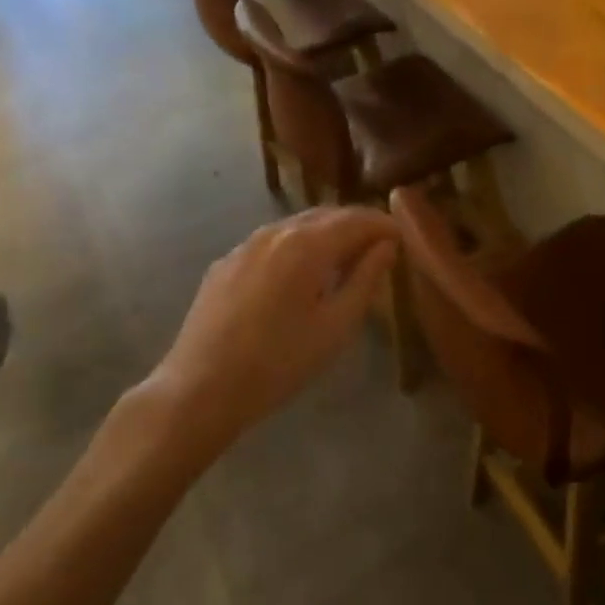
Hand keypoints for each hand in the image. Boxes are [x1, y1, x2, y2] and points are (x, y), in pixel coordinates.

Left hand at [139, 208, 398, 461]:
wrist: (200, 390)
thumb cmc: (280, 362)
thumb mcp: (337, 326)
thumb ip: (366, 279)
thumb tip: (386, 246)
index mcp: (307, 244)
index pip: (357, 219)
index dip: (384, 225)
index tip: (403, 238)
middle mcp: (275, 232)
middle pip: (326, 214)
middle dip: (357, 225)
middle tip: (380, 246)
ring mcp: (245, 245)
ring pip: (297, 226)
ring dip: (327, 234)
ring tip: (345, 259)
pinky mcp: (225, 264)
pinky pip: (272, 242)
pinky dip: (297, 246)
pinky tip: (301, 274)